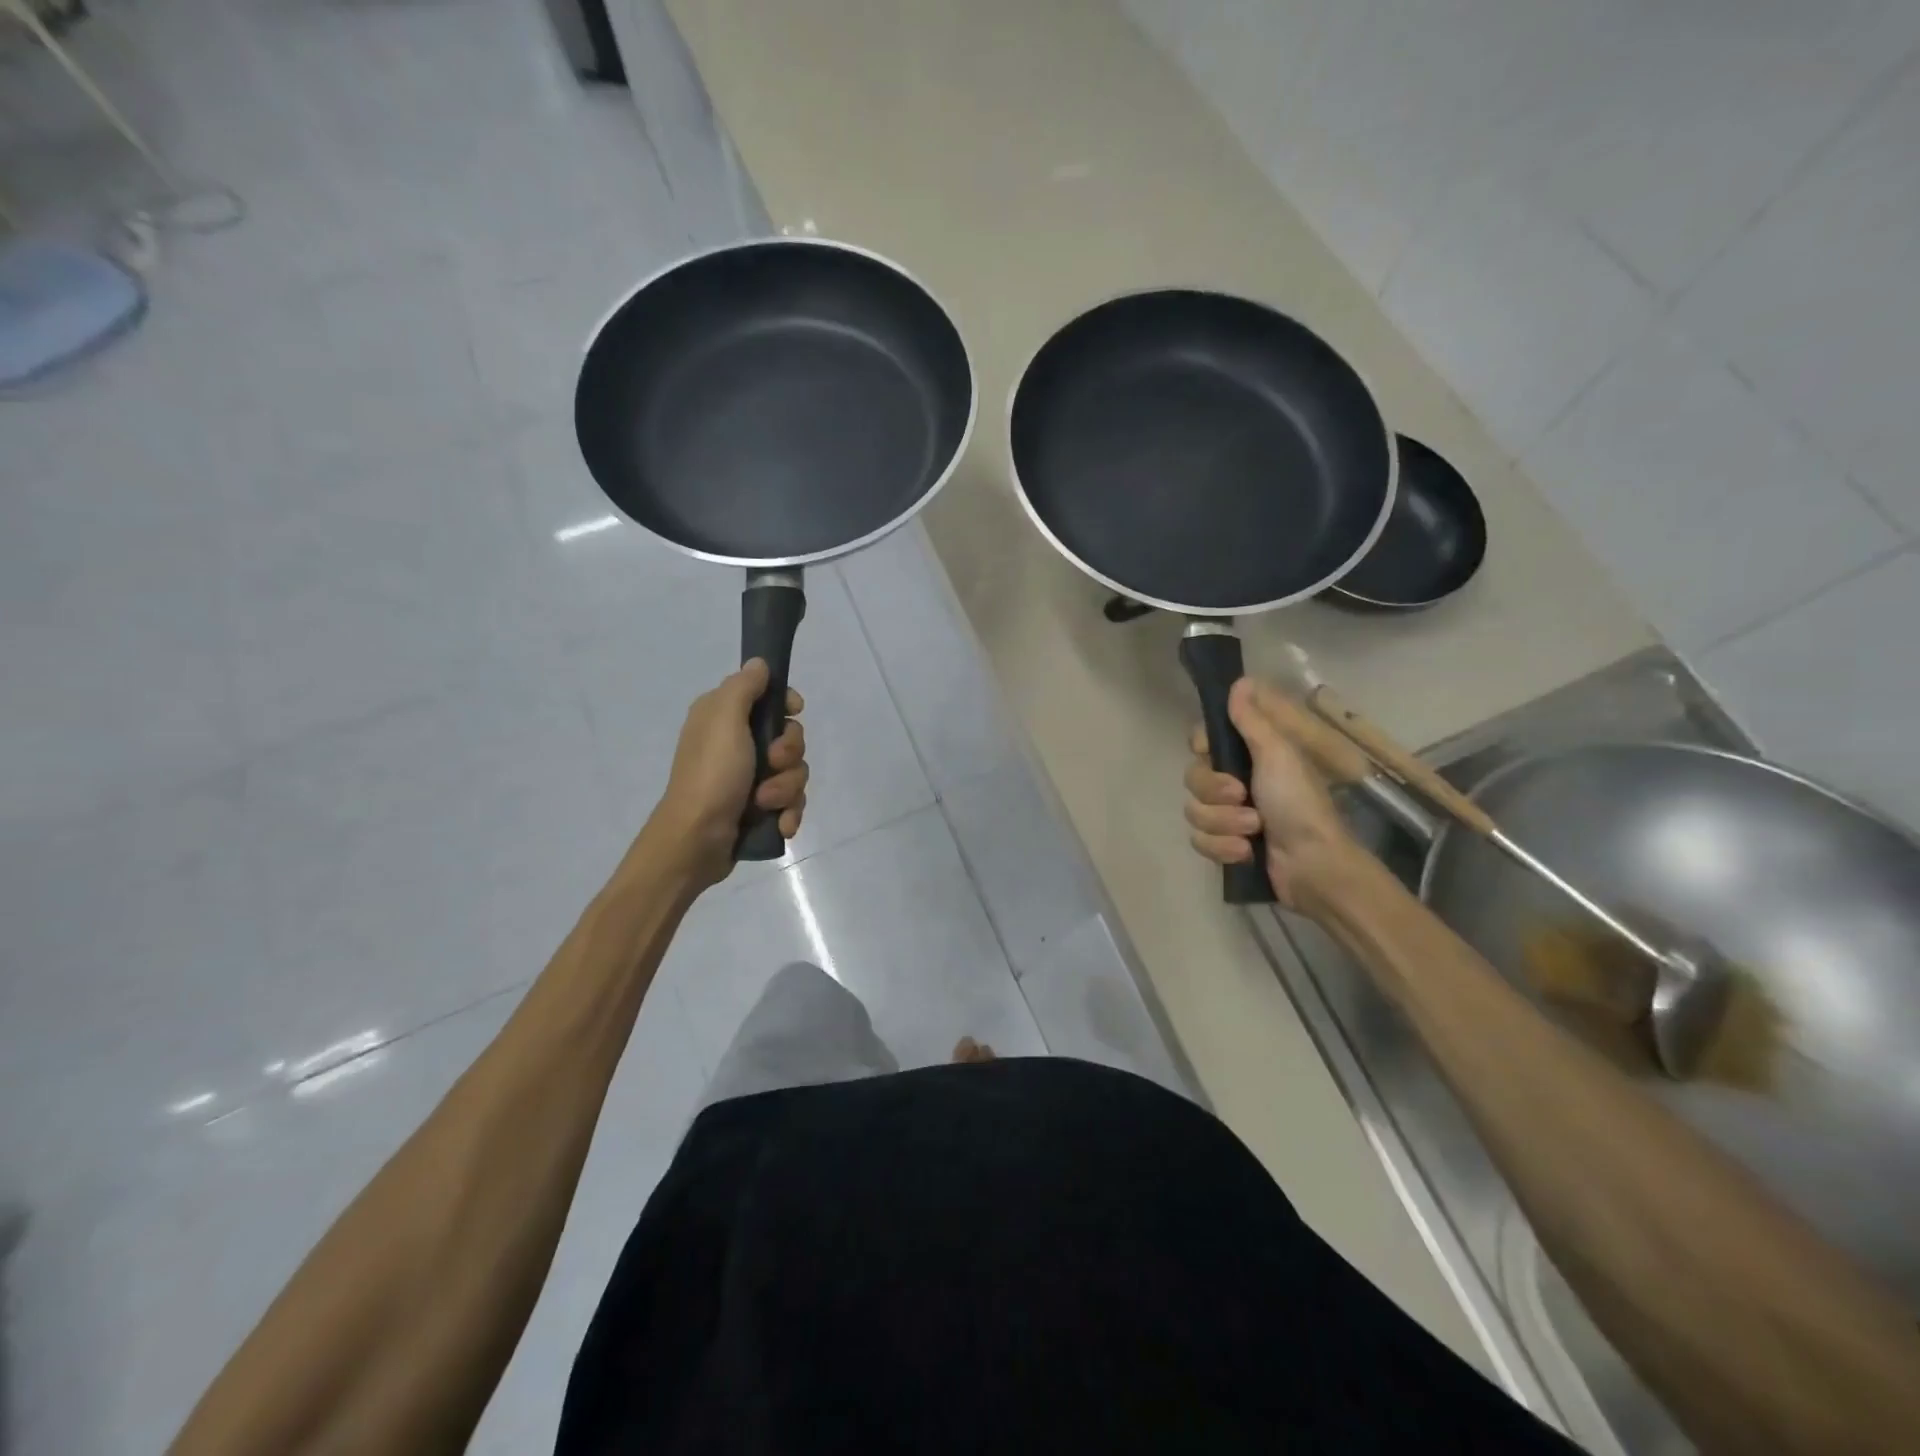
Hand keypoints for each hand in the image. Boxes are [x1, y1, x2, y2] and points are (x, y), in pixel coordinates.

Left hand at [647, 659, 807, 888]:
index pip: (768, 697)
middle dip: (789, 754)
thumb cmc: (711, 775)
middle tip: (771, 764)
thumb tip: (759, 663)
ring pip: (794, 772)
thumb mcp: (724, 720)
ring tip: (765, 804)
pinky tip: (779, 823)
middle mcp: (736, 744)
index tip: (793, 712)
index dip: (786, 705)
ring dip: (786, 789)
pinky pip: (791, 802)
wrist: (696, 840)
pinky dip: (787, 812)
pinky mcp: (758, 808)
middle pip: (790, 737)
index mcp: (724, 717)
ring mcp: (749, 778)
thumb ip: (744, 687)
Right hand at [1184, 677, 1359, 908]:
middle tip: (1242, 796)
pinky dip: (1222, 847)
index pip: (1203, 741)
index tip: (1209, 751)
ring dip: (1223, 823)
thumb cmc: (1299, 804)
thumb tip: (1240, 681)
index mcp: (1249, 757)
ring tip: (1252, 831)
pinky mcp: (1225, 845)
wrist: (1312, 865)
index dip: (1202, 746)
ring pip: (1194, 811)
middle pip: (1193, 777)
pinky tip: (1245, 852)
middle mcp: (1234, 782)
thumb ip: (1252, 720)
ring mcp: (1228, 816)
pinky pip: (1199, 840)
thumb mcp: (1278, 754)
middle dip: (1214, 792)